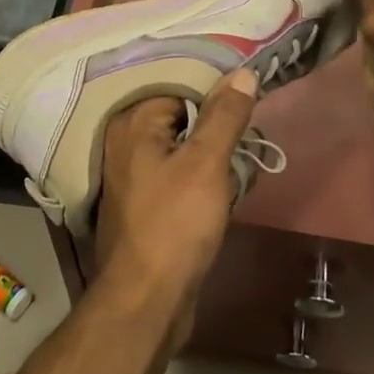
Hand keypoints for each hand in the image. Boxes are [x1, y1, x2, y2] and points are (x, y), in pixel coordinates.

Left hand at [94, 70, 257, 344]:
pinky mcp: (142, 205)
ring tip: (242, 155)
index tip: (245, 98)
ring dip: (209, 152)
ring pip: (179, 147)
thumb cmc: (175, 224)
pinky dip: (198, 176)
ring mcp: (130, 176)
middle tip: (249, 127)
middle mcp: (123, 143)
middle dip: (213, 124)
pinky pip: (175, 175)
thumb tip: (243, 73)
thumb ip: (224, 115)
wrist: (147, 301)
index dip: (212, 92)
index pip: (177, 86)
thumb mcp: (206, 162)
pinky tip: (223, 185)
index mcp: (131, 123)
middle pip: (178, 116)